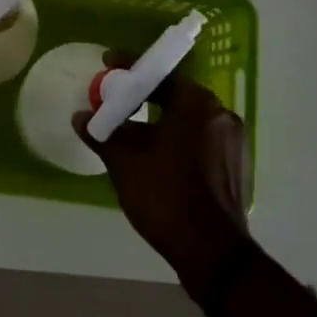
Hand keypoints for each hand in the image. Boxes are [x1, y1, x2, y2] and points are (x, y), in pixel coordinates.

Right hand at [75, 56, 253, 302]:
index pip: (159, 73)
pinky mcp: (235, 166)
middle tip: (115, 101)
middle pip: (175, 95)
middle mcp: (220, 114)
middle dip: (144, 96)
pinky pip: (199, 140)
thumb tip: (81, 118)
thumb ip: (102, 133)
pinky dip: (176, 140)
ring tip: (130, 132)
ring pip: (187, 120)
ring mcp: (232, 142)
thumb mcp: (124, 161)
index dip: (129, 67)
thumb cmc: (166, 195)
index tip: (107, 64)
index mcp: (197, 103)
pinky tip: (155, 156)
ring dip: (159, 121)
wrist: (212, 252)